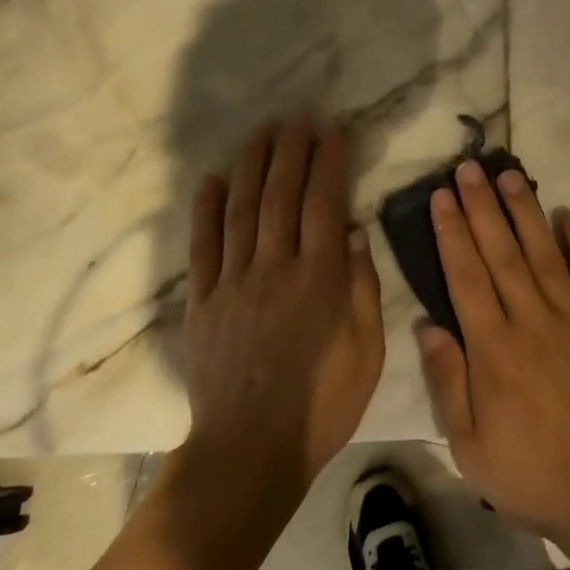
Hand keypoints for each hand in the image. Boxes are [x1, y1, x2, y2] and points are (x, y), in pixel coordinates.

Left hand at [182, 117, 383, 490]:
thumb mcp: (367, 350)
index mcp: (320, 278)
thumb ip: (362, 287)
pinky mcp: (202, 302)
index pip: (324, 203)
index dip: (328, 162)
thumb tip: (356, 232)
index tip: (330, 131)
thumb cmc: (323, 403)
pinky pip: (202, 247)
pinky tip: (210, 180)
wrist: (251, 451)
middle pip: (281, 195)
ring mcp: (233, 283)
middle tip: (297, 118)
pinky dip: (205, 210)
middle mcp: (275, 268)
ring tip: (261, 132)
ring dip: (251, 165)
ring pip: (241, 210)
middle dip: (290, 151)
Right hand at [416, 159, 569, 569]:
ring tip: (510, 175)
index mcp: (494, 349)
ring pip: (544, 254)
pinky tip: (568, 214)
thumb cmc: (531, 474)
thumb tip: (428, 323)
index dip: (452, 233)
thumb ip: (448, 380)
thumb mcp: (470, 444)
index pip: (466, 276)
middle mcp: (532, 321)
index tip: (441, 196)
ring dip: (525, 212)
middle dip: (482, 207)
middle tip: (469, 167)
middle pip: (501, 253)